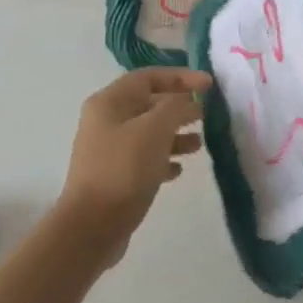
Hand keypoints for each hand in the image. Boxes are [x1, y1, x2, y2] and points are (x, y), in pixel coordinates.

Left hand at [57, 67, 210, 253]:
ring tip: (200, 144)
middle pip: (148, 104)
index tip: (209, 86)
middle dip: (179, 107)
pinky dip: (164, 160)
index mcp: (109, 102)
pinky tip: (179, 170)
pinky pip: (144, 160)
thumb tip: (187, 100)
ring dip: (175, 135)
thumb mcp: (154, 130)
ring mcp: (109, 150)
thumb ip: (175, 108)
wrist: (92, 225)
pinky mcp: (115, 177)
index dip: (180, 77)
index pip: (148, 77)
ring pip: (148, 133)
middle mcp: (106, 121)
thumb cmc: (123, 169)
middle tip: (207, 114)